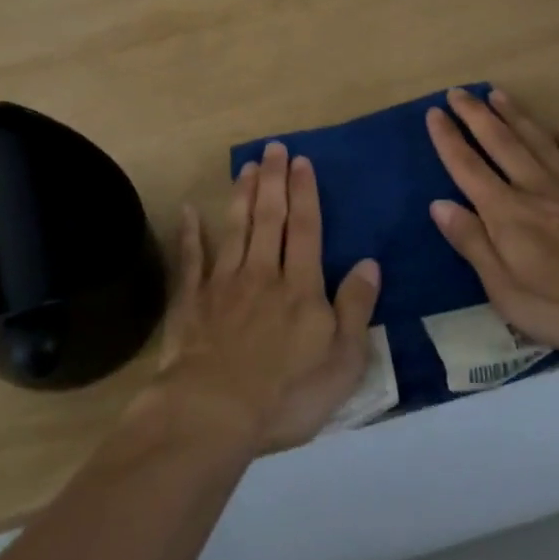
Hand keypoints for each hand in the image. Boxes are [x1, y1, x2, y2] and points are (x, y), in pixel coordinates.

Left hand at [152, 142, 380, 452]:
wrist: (215, 411)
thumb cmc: (287, 393)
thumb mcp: (342, 360)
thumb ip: (356, 308)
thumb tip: (369, 263)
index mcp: (300, 287)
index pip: (306, 229)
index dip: (305, 193)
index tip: (301, 161)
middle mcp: (262, 273)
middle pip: (270, 218)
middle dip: (273, 180)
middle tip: (274, 148)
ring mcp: (223, 284)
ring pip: (235, 229)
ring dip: (241, 195)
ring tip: (246, 166)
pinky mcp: (192, 301)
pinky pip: (191, 259)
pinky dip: (190, 234)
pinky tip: (189, 210)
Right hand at [425, 88, 558, 352]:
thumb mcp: (506, 291)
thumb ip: (473, 244)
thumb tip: (438, 204)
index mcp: (507, 213)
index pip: (468, 167)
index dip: (448, 139)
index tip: (433, 113)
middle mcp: (537, 189)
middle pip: (500, 143)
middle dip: (475, 115)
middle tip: (457, 91)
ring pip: (538, 141)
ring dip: (515, 115)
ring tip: (496, 93)